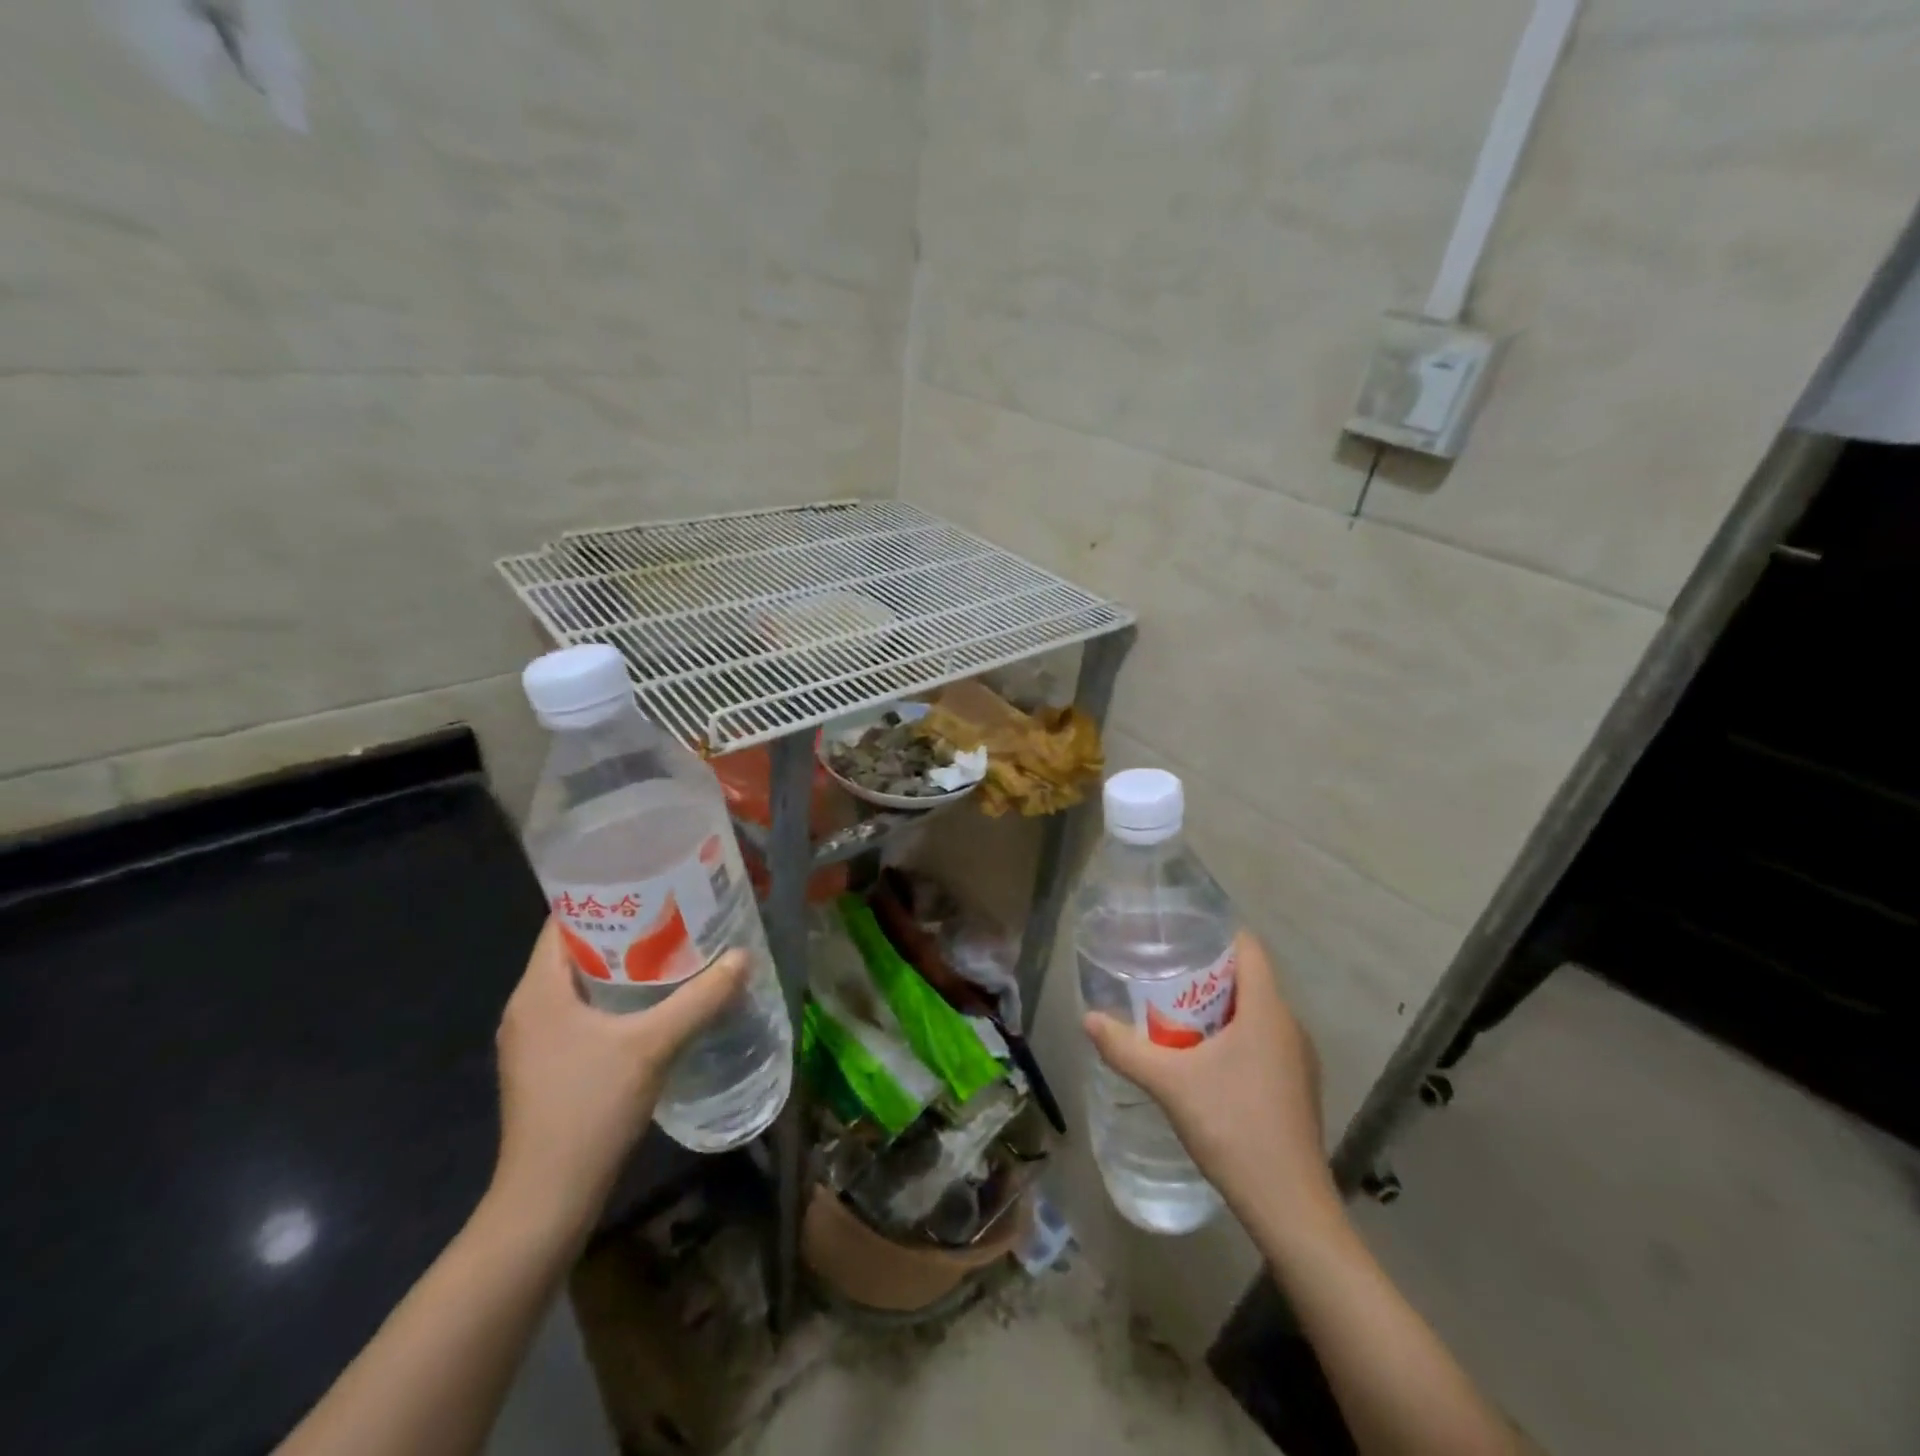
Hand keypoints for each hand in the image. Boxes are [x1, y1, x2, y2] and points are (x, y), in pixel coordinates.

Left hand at [489, 919, 748, 1240]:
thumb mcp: (654, 1046)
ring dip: (621, 965)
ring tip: (671, 949)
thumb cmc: (590, 1109)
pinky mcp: (545, 1065)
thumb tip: (743, 957)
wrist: (547, 1199)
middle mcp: (527, 1007)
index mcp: (538, 991)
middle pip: (575, 949)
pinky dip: (613, 997)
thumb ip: (700, 999)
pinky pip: (579, 1011)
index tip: (650, 883)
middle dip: (624, 929)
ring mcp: (532, 1040)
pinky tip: (652, 1002)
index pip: (563, 921)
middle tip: (674, 912)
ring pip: (579, 983)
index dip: (605, 897)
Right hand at [1083, 931, 1337, 1228]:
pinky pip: (1264, 1042)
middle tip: (1163, 976)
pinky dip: (1235, 1037)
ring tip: (1175, 1014)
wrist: (1289, 1205)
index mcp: (1267, 1011)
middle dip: (1207, 974)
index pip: (1249, 949)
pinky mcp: (1297, 1087)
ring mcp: (1299, 1060)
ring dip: (1220, 1008)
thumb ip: (1126, 1049)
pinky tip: (1204, 1060)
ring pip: (1257, 1014)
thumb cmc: (1232, 1127)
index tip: (1180, 936)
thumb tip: (1088, 1019)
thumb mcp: (1169, 1084)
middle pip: (1250, 980)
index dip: (1217, 934)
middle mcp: (1290, 1026)